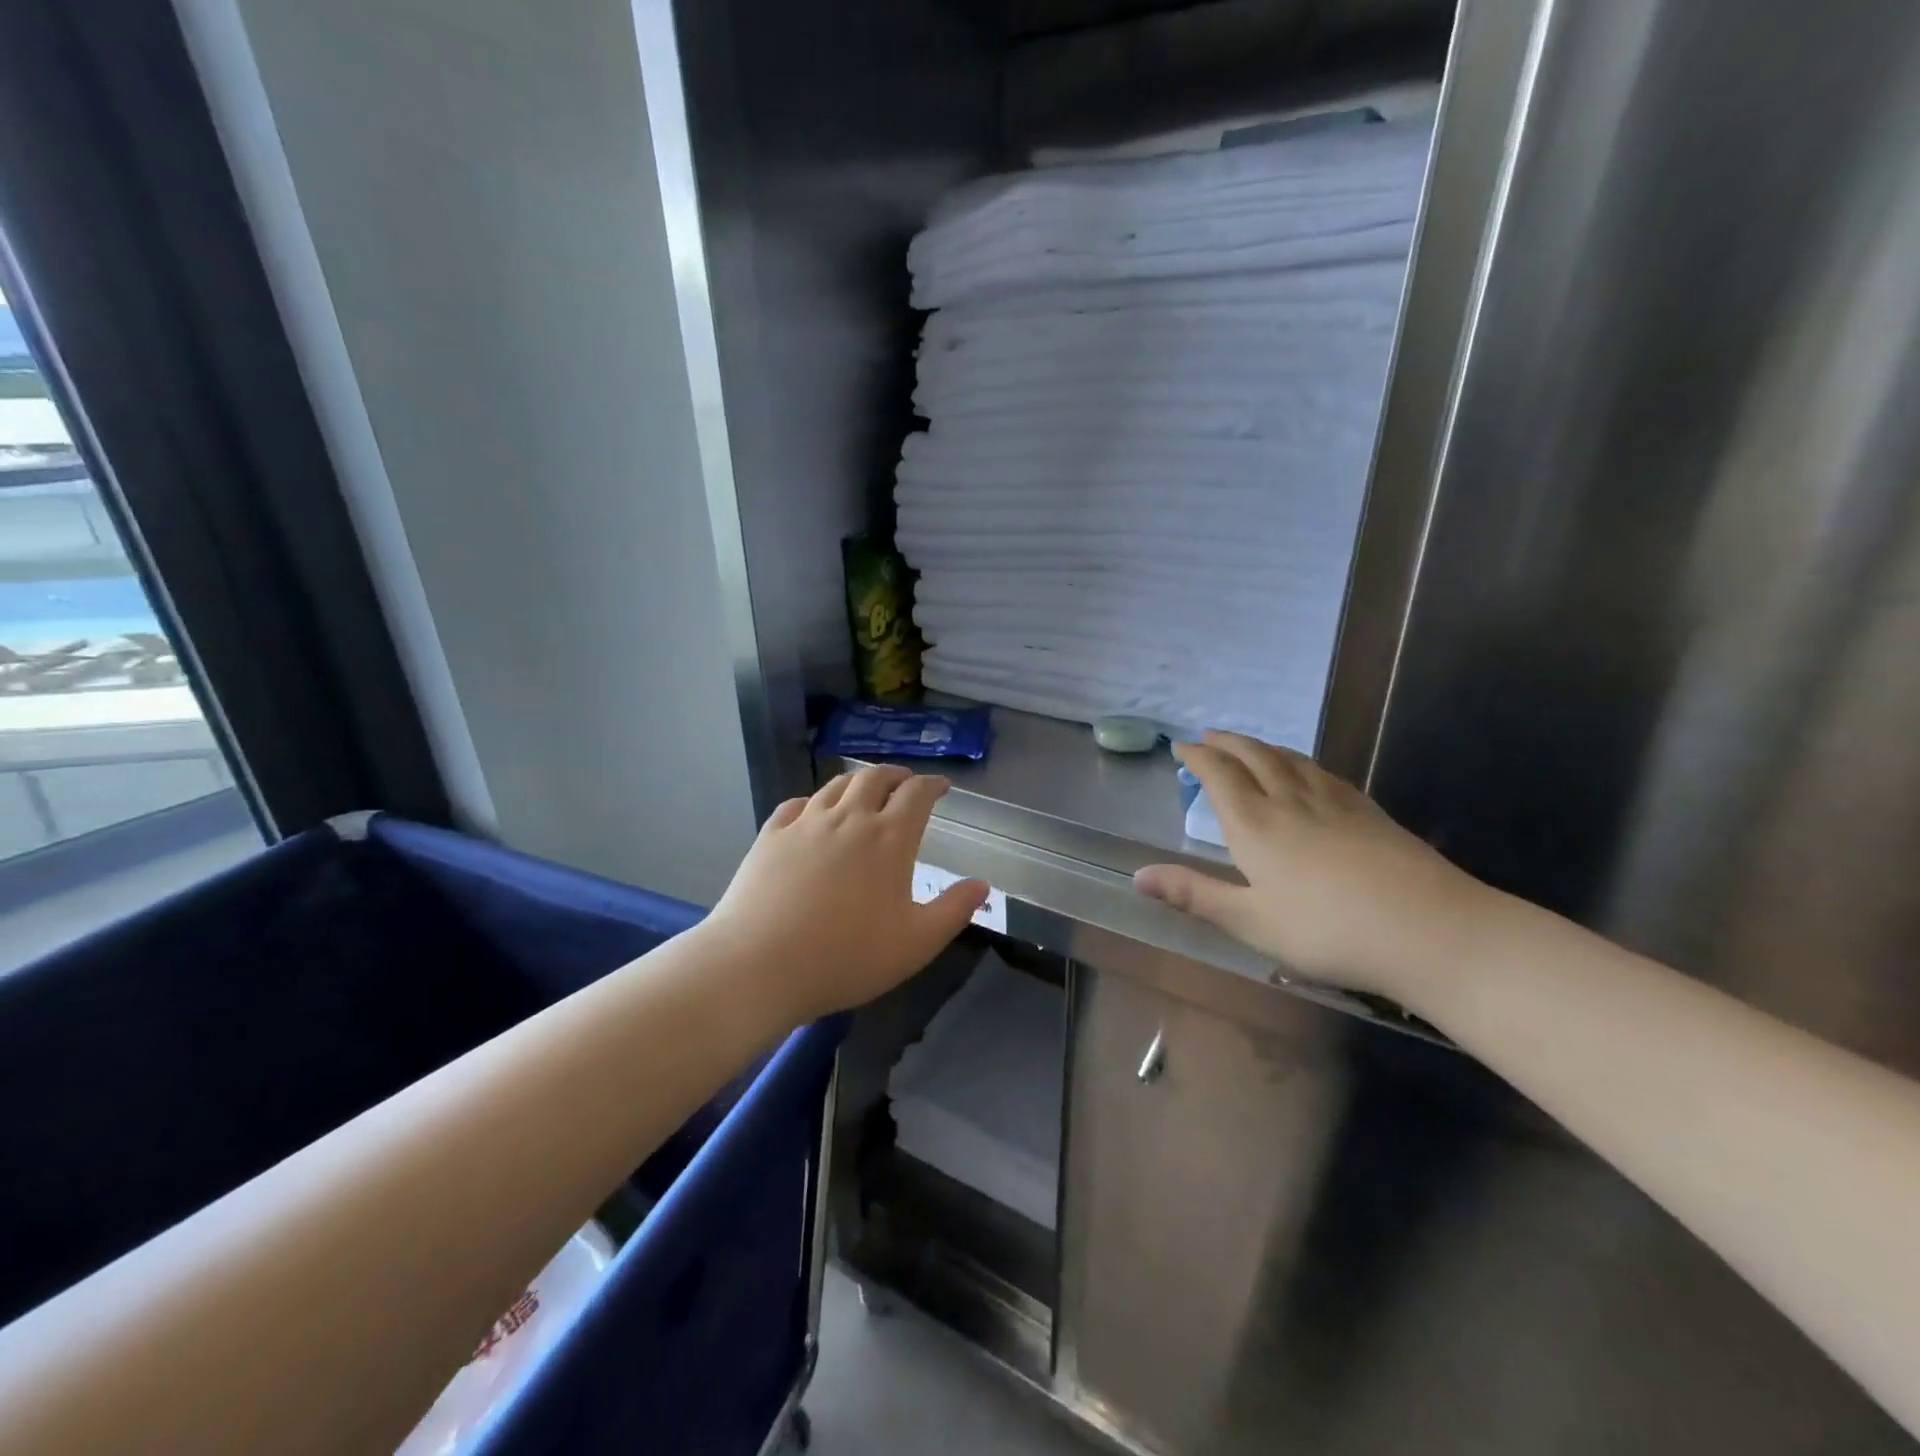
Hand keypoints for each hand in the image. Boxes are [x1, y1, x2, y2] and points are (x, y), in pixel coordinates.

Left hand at [704, 765, 988, 1022]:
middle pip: (875, 778)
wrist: (759, 965)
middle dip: (896, 775)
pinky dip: (813, 802)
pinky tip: (812, 812)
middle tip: (905, 782)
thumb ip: (953, 911)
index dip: (932, 785)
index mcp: (888, 838)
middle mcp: (848, 819)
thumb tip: (982, 885)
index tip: (942, 786)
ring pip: (835, 786)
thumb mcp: (915, 944)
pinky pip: (796, 805)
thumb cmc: (846, 957)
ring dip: (857, 782)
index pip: (916, 794)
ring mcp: (805, 824)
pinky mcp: (770, 836)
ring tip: (864, 790)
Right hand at [1134, 732, 1493, 1004]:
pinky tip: (1307, 770)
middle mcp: (1289, 801)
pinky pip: (1322, 772)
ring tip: (1250, 744)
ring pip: (1290, 760)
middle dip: (1228, 742)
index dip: (1198, 757)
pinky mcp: (1368, 812)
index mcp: (1255, 825)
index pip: (1219, 776)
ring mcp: (1334, 803)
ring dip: (1262, 746)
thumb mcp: (1250, 922)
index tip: (1181, 747)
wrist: (1429, 930)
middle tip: (1210, 734)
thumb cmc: (1328, 931)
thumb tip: (1138, 876)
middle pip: (1254, 757)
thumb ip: (1194, 895)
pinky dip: (1300, 761)